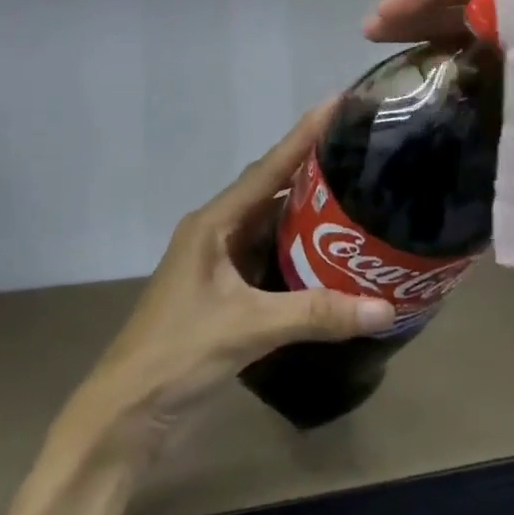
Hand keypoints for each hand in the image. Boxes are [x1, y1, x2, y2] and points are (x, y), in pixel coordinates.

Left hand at [69, 103, 396, 461]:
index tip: (337, 102)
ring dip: (308, 216)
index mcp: (213, 224)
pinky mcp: (225, 295)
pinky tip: (331, 257)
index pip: (267, 169)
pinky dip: (299, 254)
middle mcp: (216, 234)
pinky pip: (269, 259)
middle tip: (361, 154)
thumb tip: (386, 308)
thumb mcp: (248, 327)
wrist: (127, 412)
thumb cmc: (177, 353)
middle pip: (271, 191)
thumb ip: (317, 315)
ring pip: (271, 227)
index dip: (302, 135)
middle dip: (312, 171)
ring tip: (357, 199)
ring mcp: (219, 266)